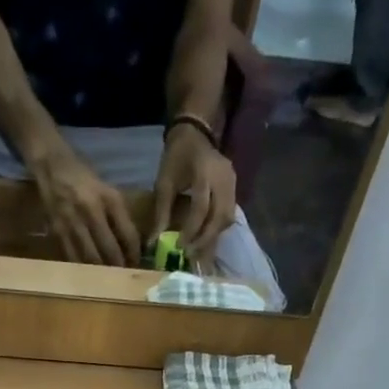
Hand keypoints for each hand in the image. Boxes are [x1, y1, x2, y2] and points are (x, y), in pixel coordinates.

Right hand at [31, 143, 140, 265]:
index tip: (136, 264)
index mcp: (109, 198)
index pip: (128, 234)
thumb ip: (119, 215)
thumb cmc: (84, 178)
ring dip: (102, 272)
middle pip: (110, 250)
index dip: (134, 253)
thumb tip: (130, 246)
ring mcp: (73, 222)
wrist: (51, 166)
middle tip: (123, 277)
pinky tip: (89, 274)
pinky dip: (83, 269)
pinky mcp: (58, 232)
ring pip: (91, 258)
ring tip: (108, 280)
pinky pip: (73, 257)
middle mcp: (91, 210)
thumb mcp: (107, 190)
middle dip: (119, 267)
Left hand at [152, 122, 236, 261]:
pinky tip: (205, 238)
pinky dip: (217, 229)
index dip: (191, 230)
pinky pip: (229, 213)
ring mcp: (232, 182)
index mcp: (204, 172)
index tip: (179, 246)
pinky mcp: (235, 187)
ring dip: (213, 236)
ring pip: (227, 218)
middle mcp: (223, 178)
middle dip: (205, 239)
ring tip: (197, 249)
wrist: (195, 134)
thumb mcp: (164, 182)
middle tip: (190, 254)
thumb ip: (161, 212)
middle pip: (220, 216)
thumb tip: (153, 243)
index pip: (201, 208)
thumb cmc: (176, 157)